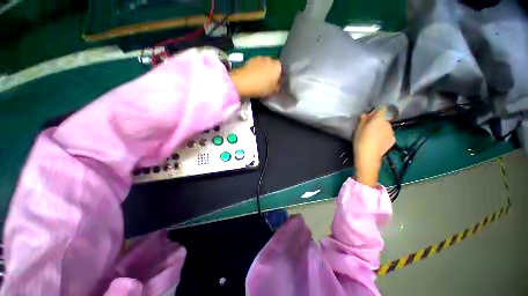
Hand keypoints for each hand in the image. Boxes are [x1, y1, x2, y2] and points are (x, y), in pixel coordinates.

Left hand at [230, 57, 281, 97]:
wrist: (243, 82)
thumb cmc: (261, 87)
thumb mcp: (273, 91)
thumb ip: (278, 86)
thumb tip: (278, 84)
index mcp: (277, 66)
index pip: (283, 69)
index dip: (280, 76)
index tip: (277, 82)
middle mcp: (270, 58)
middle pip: (273, 65)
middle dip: (272, 72)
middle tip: (269, 81)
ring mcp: (259, 58)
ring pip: (264, 64)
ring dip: (263, 70)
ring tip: (260, 79)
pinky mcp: (250, 59)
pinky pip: (256, 65)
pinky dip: (256, 69)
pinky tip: (253, 77)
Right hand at [353, 108, 395, 187]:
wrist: (368, 156)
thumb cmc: (360, 140)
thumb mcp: (358, 129)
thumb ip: (363, 120)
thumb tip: (366, 115)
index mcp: (378, 119)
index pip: (381, 109)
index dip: (375, 112)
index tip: (369, 117)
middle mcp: (387, 123)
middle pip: (383, 119)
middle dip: (377, 122)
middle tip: (369, 129)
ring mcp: (392, 132)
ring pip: (386, 127)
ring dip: (381, 129)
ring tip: (373, 137)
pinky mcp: (393, 140)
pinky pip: (388, 135)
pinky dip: (384, 136)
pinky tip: (378, 142)